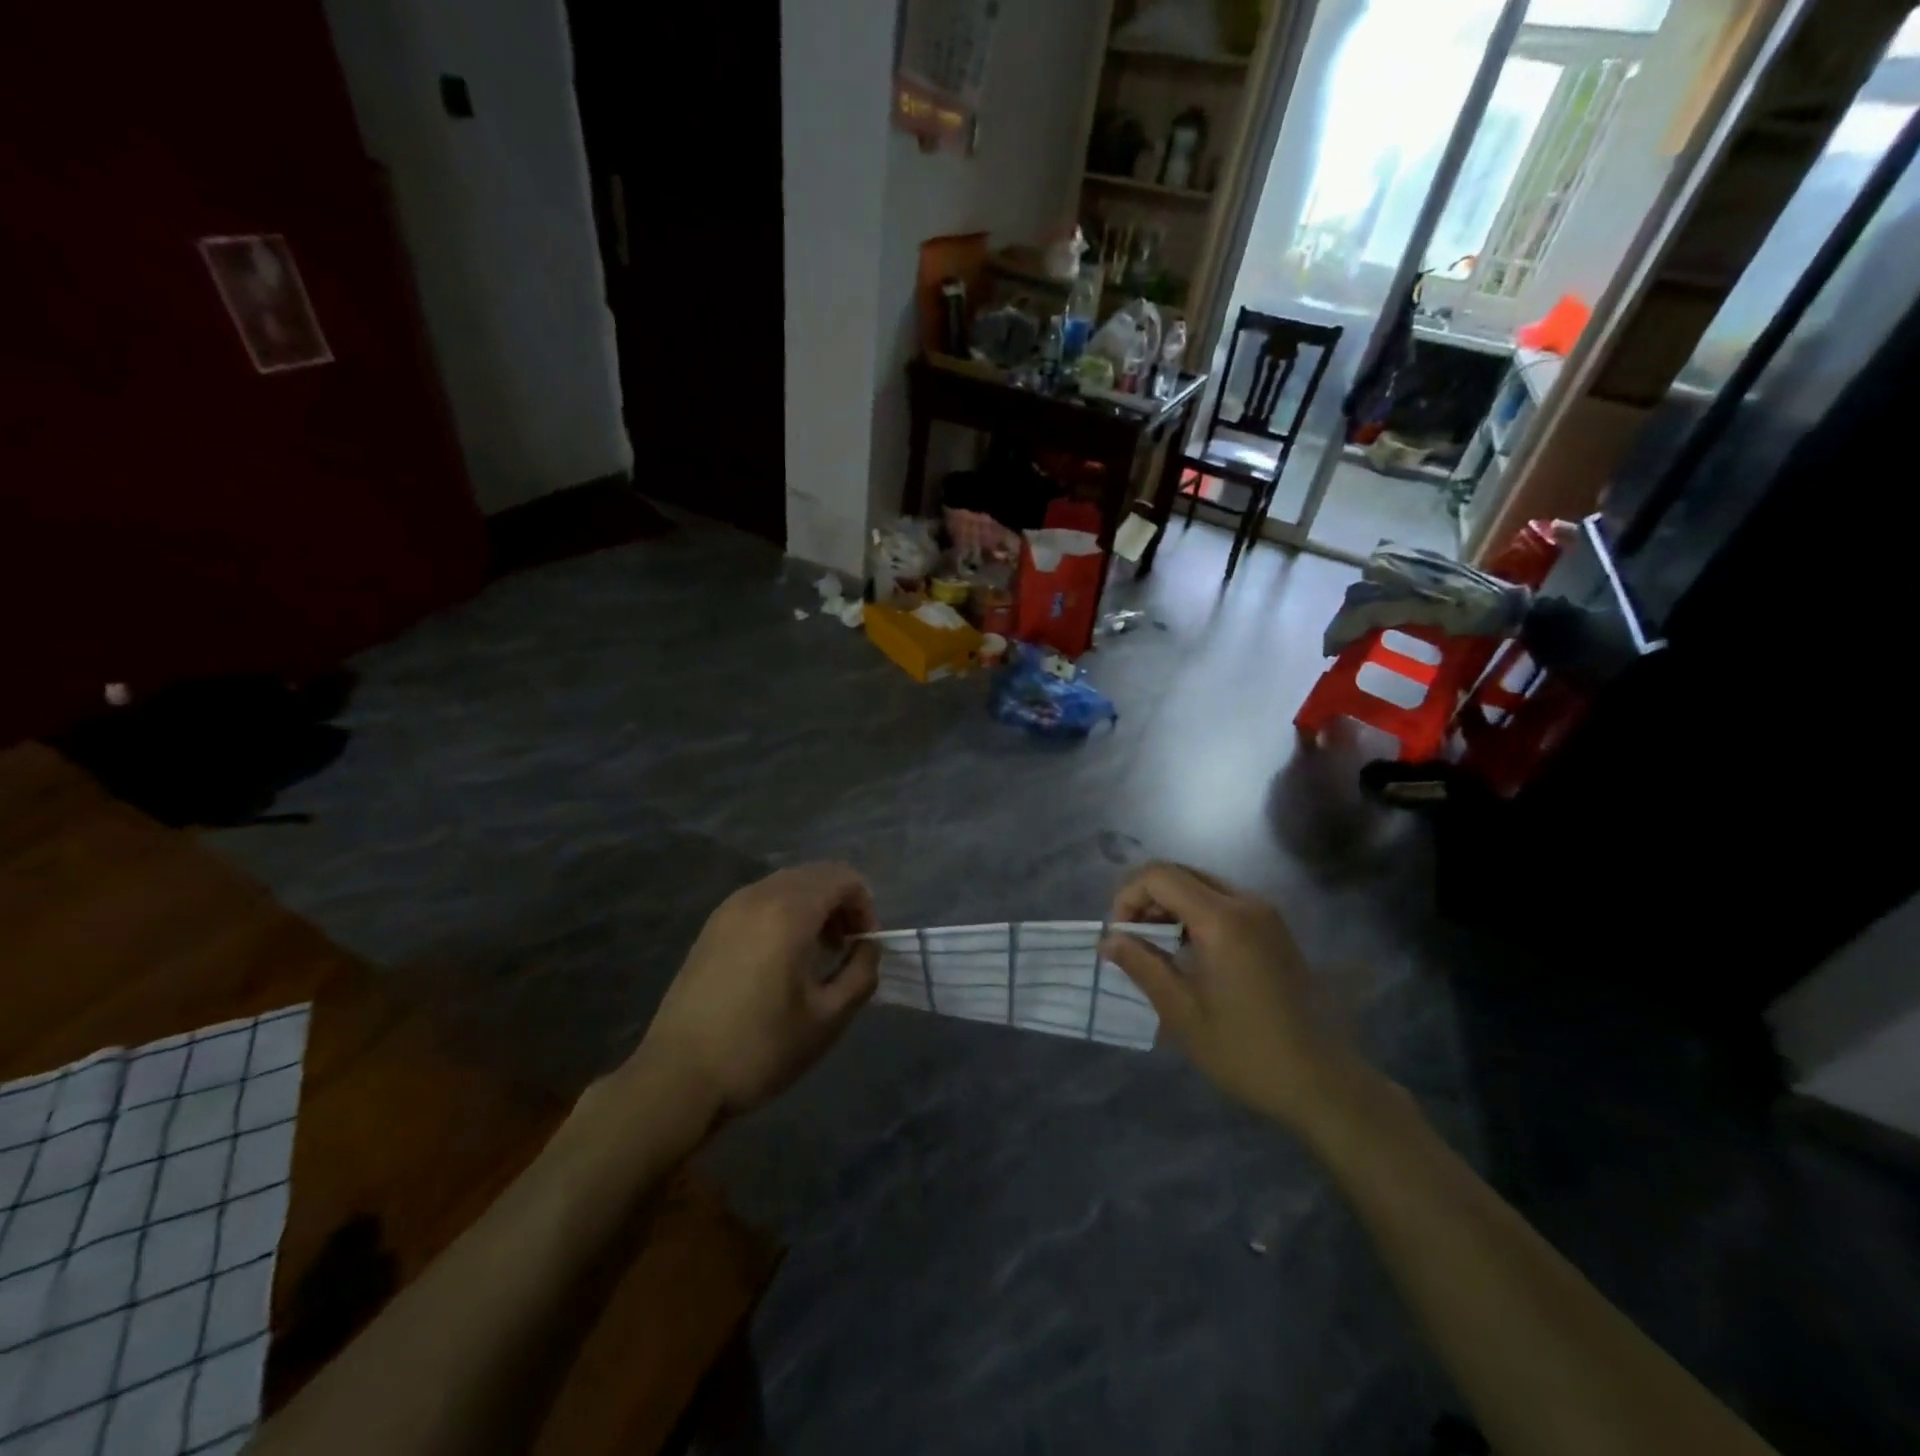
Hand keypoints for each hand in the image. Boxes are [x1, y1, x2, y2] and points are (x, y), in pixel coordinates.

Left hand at [632, 863, 880, 1117]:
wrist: (678, 1078)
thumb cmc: (760, 1049)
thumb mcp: (828, 1019)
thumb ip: (861, 974)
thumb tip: (867, 948)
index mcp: (788, 912)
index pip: (842, 878)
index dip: (865, 907)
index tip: (863, 948)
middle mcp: (758, 896)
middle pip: (815, 875)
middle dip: (840, 904)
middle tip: (845, 949)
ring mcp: (729, 909)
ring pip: (787, 885)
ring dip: (812, 907)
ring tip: (815, 955)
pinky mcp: (712, 927)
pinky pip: (761, 900)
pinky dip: (784, 913)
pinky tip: (781, 959)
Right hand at [1101, 863, 1379, 1137]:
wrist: (1322, 1082)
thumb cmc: (1245, 1051)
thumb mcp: (1182, 1012)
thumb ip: (1142, 965)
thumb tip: (1108, 941)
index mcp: (1222, 920)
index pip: (1160, 876)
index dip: (1128, 896)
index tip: (1119, 936)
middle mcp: (1246, 903)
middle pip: (1182, 873)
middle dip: (1147, 898)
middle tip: (1133, 940)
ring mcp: (1266, 914)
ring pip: (1202, 885)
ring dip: (1171, 905)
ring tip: (1156, 948)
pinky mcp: (1275, 929)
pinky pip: (1224, 902)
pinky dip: (1196, 914)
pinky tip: (1189, 953)